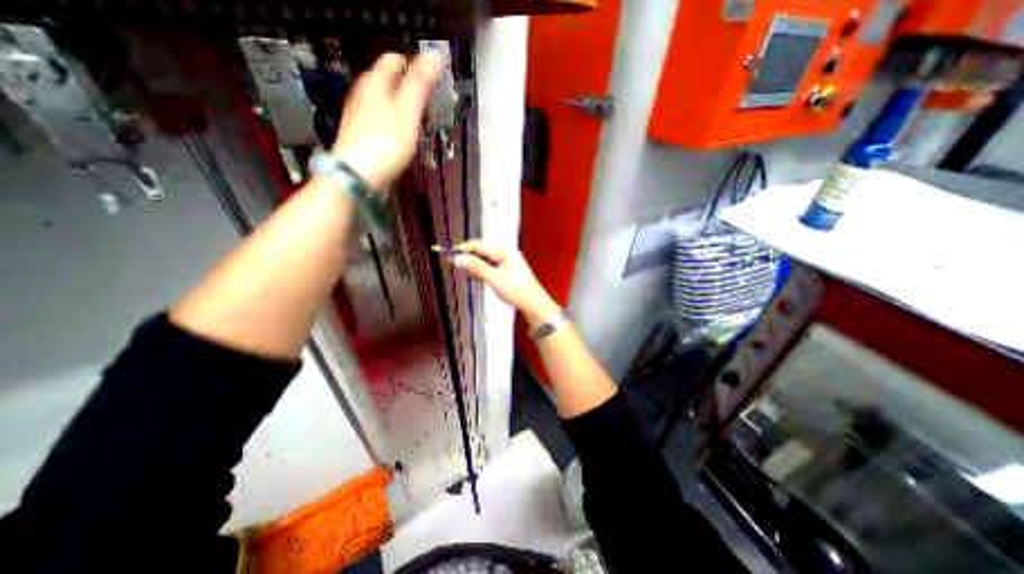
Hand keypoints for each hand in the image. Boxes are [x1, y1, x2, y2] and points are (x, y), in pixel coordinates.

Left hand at [330, 51, 437, 187]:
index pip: (396, 60)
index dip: (416, 66)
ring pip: (387, 101)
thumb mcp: (408, 110)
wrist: (358, 174)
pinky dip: (397, 122)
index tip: (435, 84)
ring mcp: (361, 113)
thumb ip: (421, 83)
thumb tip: (435, 54)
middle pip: (391, 81)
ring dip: (406, 107)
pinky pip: (383, 119)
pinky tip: (405, 137)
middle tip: (433, 108)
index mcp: (375, 80)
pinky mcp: (362, 133)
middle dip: (413, 89)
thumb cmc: (386, 140)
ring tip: (423, 124)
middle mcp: (364, 91)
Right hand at [450, 238, 557, 326]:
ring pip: (484, 258)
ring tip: (462, 269)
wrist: (533, 304)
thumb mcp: (495, 279)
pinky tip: (476, 275)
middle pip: (481, 250)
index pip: (479, 245)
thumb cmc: (517, 291)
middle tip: (452, 263)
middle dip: (467, 256)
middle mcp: (506, 252)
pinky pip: (489, 265)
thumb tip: (458, 259)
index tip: (448, 255)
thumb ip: (477, 268)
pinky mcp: (506, 270)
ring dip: (473, 263)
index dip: (463, 249)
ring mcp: (507, 261)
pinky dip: (480, 269)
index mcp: (505, 251)